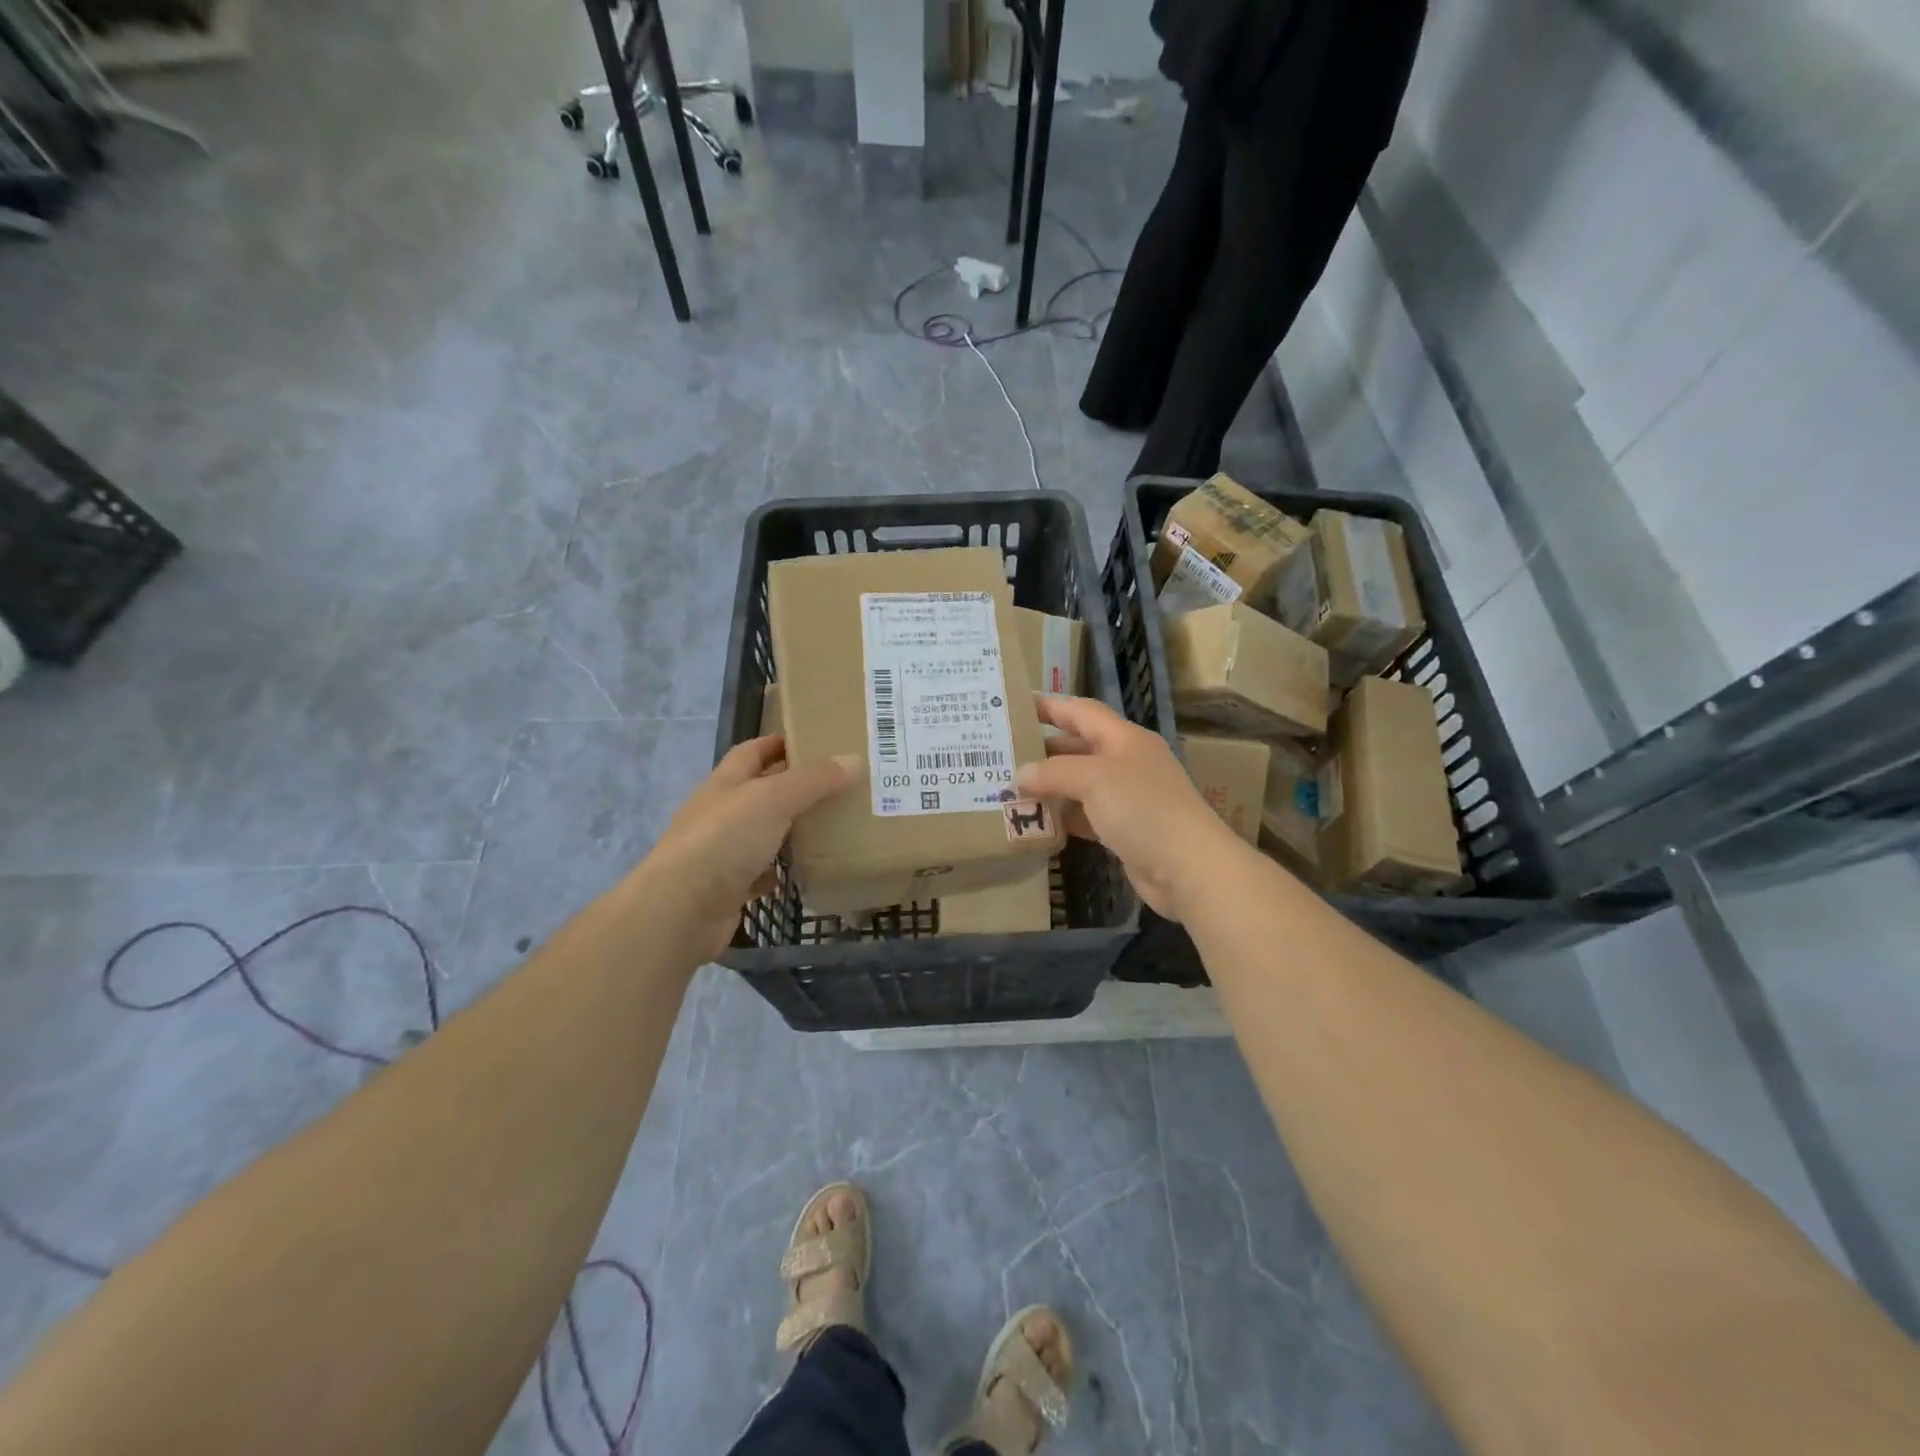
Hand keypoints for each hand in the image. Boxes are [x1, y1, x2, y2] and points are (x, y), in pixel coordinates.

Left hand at [643, 737, 859, 959]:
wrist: (681, 910)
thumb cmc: (725, 839)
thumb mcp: (774, 799)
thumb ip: (814, 781)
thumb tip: (855, 760)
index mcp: (725, 783)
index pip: (752, 752)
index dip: (778, 743)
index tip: (813, 742)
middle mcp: (719, 813)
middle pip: (758, 792)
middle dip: (792, 788)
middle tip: (836, 787)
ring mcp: (719, 852)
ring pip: (760, 834)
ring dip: (788, 830)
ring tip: (829, 827)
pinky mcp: (726, 889)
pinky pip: (758, 874)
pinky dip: (779, 872)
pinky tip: (803, 871)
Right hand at [1016, 697, 1246, 921]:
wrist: (1188, 867)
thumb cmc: (1142, 808)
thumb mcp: (1094, 779)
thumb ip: (1053, 772)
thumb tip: (1020, 774)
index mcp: (1124, 738)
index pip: (1081, 711)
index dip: (1049, 706)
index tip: (1014, 706)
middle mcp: (1126, 762)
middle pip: (1078, 747)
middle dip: (1042, 750)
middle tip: (1002, 754)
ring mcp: (1127, 797)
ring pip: (1079, 783)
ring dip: (1049, 786)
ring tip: (1010, 788)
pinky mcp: (1124, 829)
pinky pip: (1086, 815)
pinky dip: (1063, 816)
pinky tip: (1037, 822)